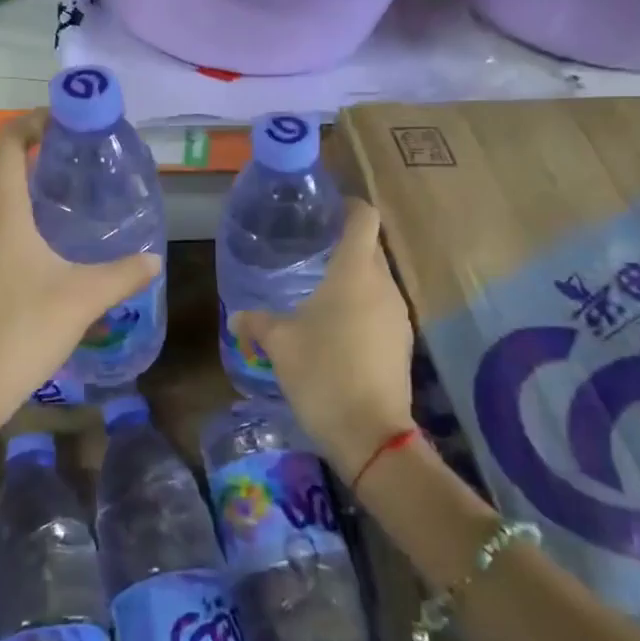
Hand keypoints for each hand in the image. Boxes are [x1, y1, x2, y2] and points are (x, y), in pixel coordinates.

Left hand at [0, 110, 159, 434]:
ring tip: (75, 213)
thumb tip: (154, 260)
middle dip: (43, 165)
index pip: (9, 144)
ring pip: (4, 210)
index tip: (61, 121)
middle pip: (8, 175)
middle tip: (84, 171)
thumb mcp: (84, 297)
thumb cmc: (24, 326)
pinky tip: (52, 258)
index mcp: (4, 211)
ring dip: (34, 202)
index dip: (31, 123)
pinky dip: (24, 230)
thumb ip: (123, 274)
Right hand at [230, 197, 415, 480]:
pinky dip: (361, 307)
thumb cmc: (322, 372)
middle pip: (370, 248)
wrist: (371, 434)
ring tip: (319, 290)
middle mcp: (383, 285)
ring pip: (376, 280)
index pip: (363, 218)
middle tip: (310, 250)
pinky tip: (336, 328)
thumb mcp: (279, 343)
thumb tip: (237, 316)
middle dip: (344, 244)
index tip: (325, 210)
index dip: (347, 206)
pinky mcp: (402, 343)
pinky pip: (381, 308)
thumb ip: (257, 322)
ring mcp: (397, 315)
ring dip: (352, 279)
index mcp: (354, 272)